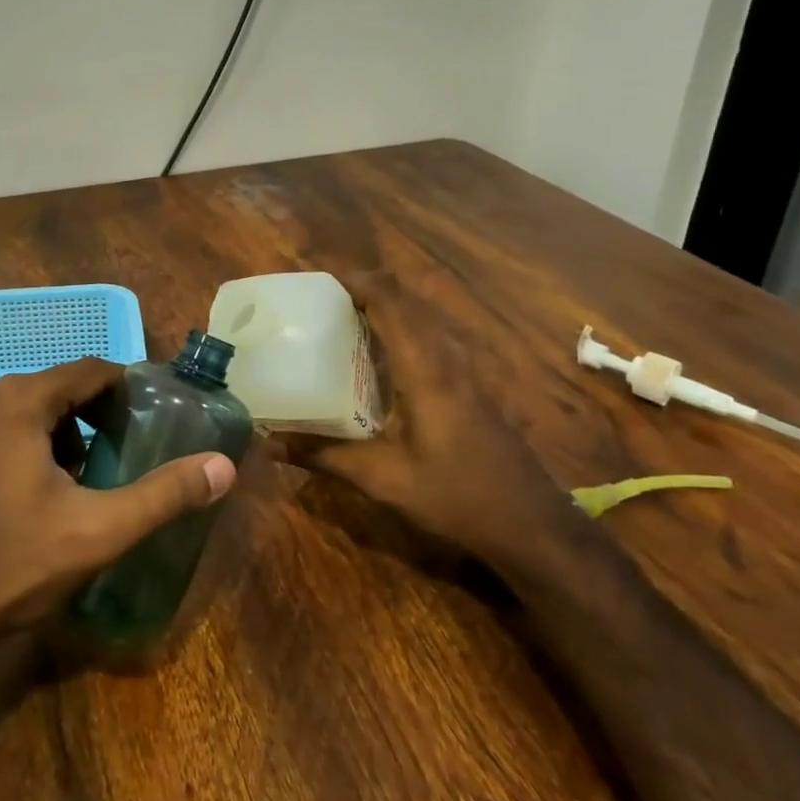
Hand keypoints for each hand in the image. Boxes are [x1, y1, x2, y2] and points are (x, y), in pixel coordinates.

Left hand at [0, 358, 236, 641]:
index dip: (130, 389)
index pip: (92, 371)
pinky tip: (62, 486)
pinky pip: (20, 425)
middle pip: (67, 386)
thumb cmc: (17, 564)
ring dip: (77, 430)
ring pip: (44, 407)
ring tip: (103, 471)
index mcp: (19, 401)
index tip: (158, 416)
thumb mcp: (101, 529)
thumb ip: (164, 494)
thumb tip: (223, 467)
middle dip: (105, 413)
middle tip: (136, 447)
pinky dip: (48, 441)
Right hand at [285, 276, 581, 569]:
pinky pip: (436, 336)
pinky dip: (406, 327)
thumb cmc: (455, 496)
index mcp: (426, 368)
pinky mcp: (476, 384)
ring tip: (348, 316)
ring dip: (389, 305)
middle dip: (367, 287)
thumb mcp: (383, 478)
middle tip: (324, 297)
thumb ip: (324, 455)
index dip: (356, 281)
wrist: (530, 524)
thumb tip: (268, 445)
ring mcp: (468, 369)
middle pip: (409, 300)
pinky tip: (385, 356)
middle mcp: (450, 356)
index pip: (391, 302)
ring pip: (426, 316)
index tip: (319, 276)